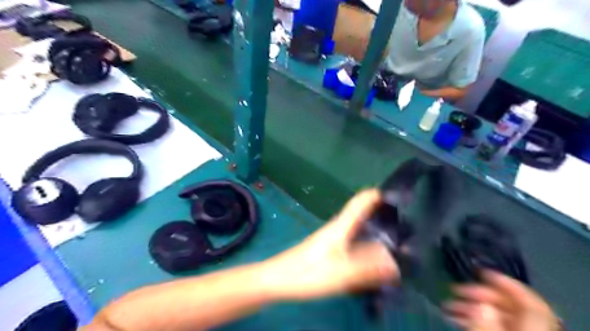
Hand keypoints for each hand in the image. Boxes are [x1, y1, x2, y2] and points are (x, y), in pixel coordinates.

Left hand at [262, 188, 400, 299]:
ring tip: (398, 239)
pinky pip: (353, 241)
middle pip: (361, 214)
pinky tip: (375, 256)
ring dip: (375, 229)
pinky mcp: (329, 250)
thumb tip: (395, 263)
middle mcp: (337, 229)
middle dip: (382, 213)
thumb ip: (366, 268)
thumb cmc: (306, 272)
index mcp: (339, 228)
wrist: (278, 279)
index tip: (397, 194)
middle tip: (406, 222)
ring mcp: (332, 240)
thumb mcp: (339, 273)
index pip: (358, 203)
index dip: (375, 195)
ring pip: (358, 229)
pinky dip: (367, 243)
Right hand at [445, 271, 558, 330]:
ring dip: (471, 305)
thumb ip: (484, 322)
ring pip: (498, 314)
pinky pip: (494, 324)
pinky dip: (475, 317)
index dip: (508, 282)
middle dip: (478, 293)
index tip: (480, 270)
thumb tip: (481, 303)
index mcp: (534, 328)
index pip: (531, 301)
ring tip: (447, 305)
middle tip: (454, 290)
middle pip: (509, 304)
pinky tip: (456, 316)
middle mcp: (530, 328)